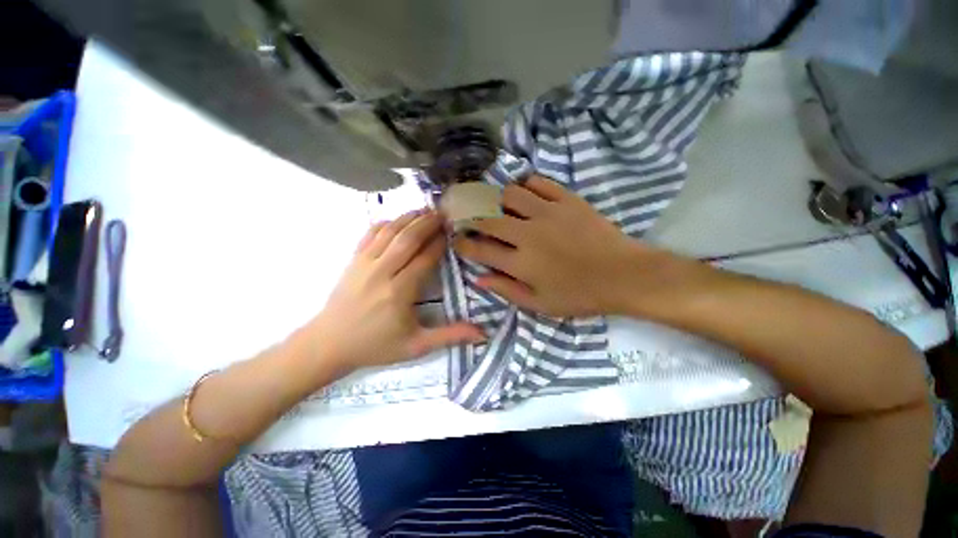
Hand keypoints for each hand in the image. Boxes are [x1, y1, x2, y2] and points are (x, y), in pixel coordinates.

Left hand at [297, 209, 484, 372]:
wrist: (329, 344)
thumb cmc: (376, 346)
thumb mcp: (416, 346)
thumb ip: (449, 336)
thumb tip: (482, 333)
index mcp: (399, 292)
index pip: (424, 259)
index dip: (440, 243)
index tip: (452, 231)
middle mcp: (382, 272)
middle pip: (408, 239)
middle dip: (427, 223)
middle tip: (443, 213)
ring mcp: (364, 263)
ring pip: (390, 232)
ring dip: (409, 218)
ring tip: (426, 210)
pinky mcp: (353, 260)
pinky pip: (370, 234)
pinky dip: (385, 222)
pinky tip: (398, 219)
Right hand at [453, 176, 695, 317]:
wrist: (624, 275)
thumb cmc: (580, 295)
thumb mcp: (540, 305)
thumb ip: (506, 290)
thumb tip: (479, 278)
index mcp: (520, 263)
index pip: (480, 249)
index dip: (463, 244)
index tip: (458, 240)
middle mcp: (528, 233)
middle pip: (488, 218)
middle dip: (472, 218)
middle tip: (471, 220)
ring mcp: (548, 212)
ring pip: (509, 194)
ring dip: (498, 200)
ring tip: (500, 207)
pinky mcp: (567, 199)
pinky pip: (538, 182)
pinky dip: (526, 185)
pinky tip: (525, 194)